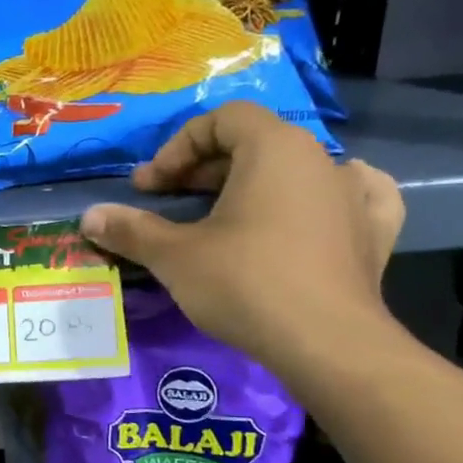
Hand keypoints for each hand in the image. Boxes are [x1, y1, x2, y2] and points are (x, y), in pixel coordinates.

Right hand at [80, 102, 404, 375]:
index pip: (222, 120)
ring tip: (228, 212)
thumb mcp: (175, 256)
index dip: (177, 148)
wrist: (325, 342)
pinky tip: (313, 210)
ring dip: (255, 183)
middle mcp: (320, 159)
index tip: (150, 187)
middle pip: (255, 143)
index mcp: (274, 149)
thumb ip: (132, 230)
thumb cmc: (245, 284)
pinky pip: (350, 198)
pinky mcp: (373, 233)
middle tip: (169, 203)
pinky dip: (322, 199)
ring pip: (296, 171)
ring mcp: (353, 195)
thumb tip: (89, 217)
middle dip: (204, 170)